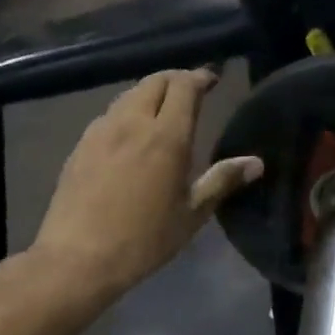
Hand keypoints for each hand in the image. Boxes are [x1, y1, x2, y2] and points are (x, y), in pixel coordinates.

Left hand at [32, 69, 261, 300]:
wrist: (78, 257)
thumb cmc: (144, 240)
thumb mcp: (191, 214)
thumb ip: (222, 181)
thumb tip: (256, 163)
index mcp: (166, 136)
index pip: (184, 87)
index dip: (200, 77)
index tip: (212, 80)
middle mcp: (132, 123)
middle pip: (155, 82)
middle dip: (176, 80)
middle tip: (191, 92)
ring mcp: (101, 131)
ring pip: (129, 96)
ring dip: (149, 94)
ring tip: (161, 110)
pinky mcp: (80, 145)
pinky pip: (109, 116)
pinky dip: (127, 113)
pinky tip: (130, 135)